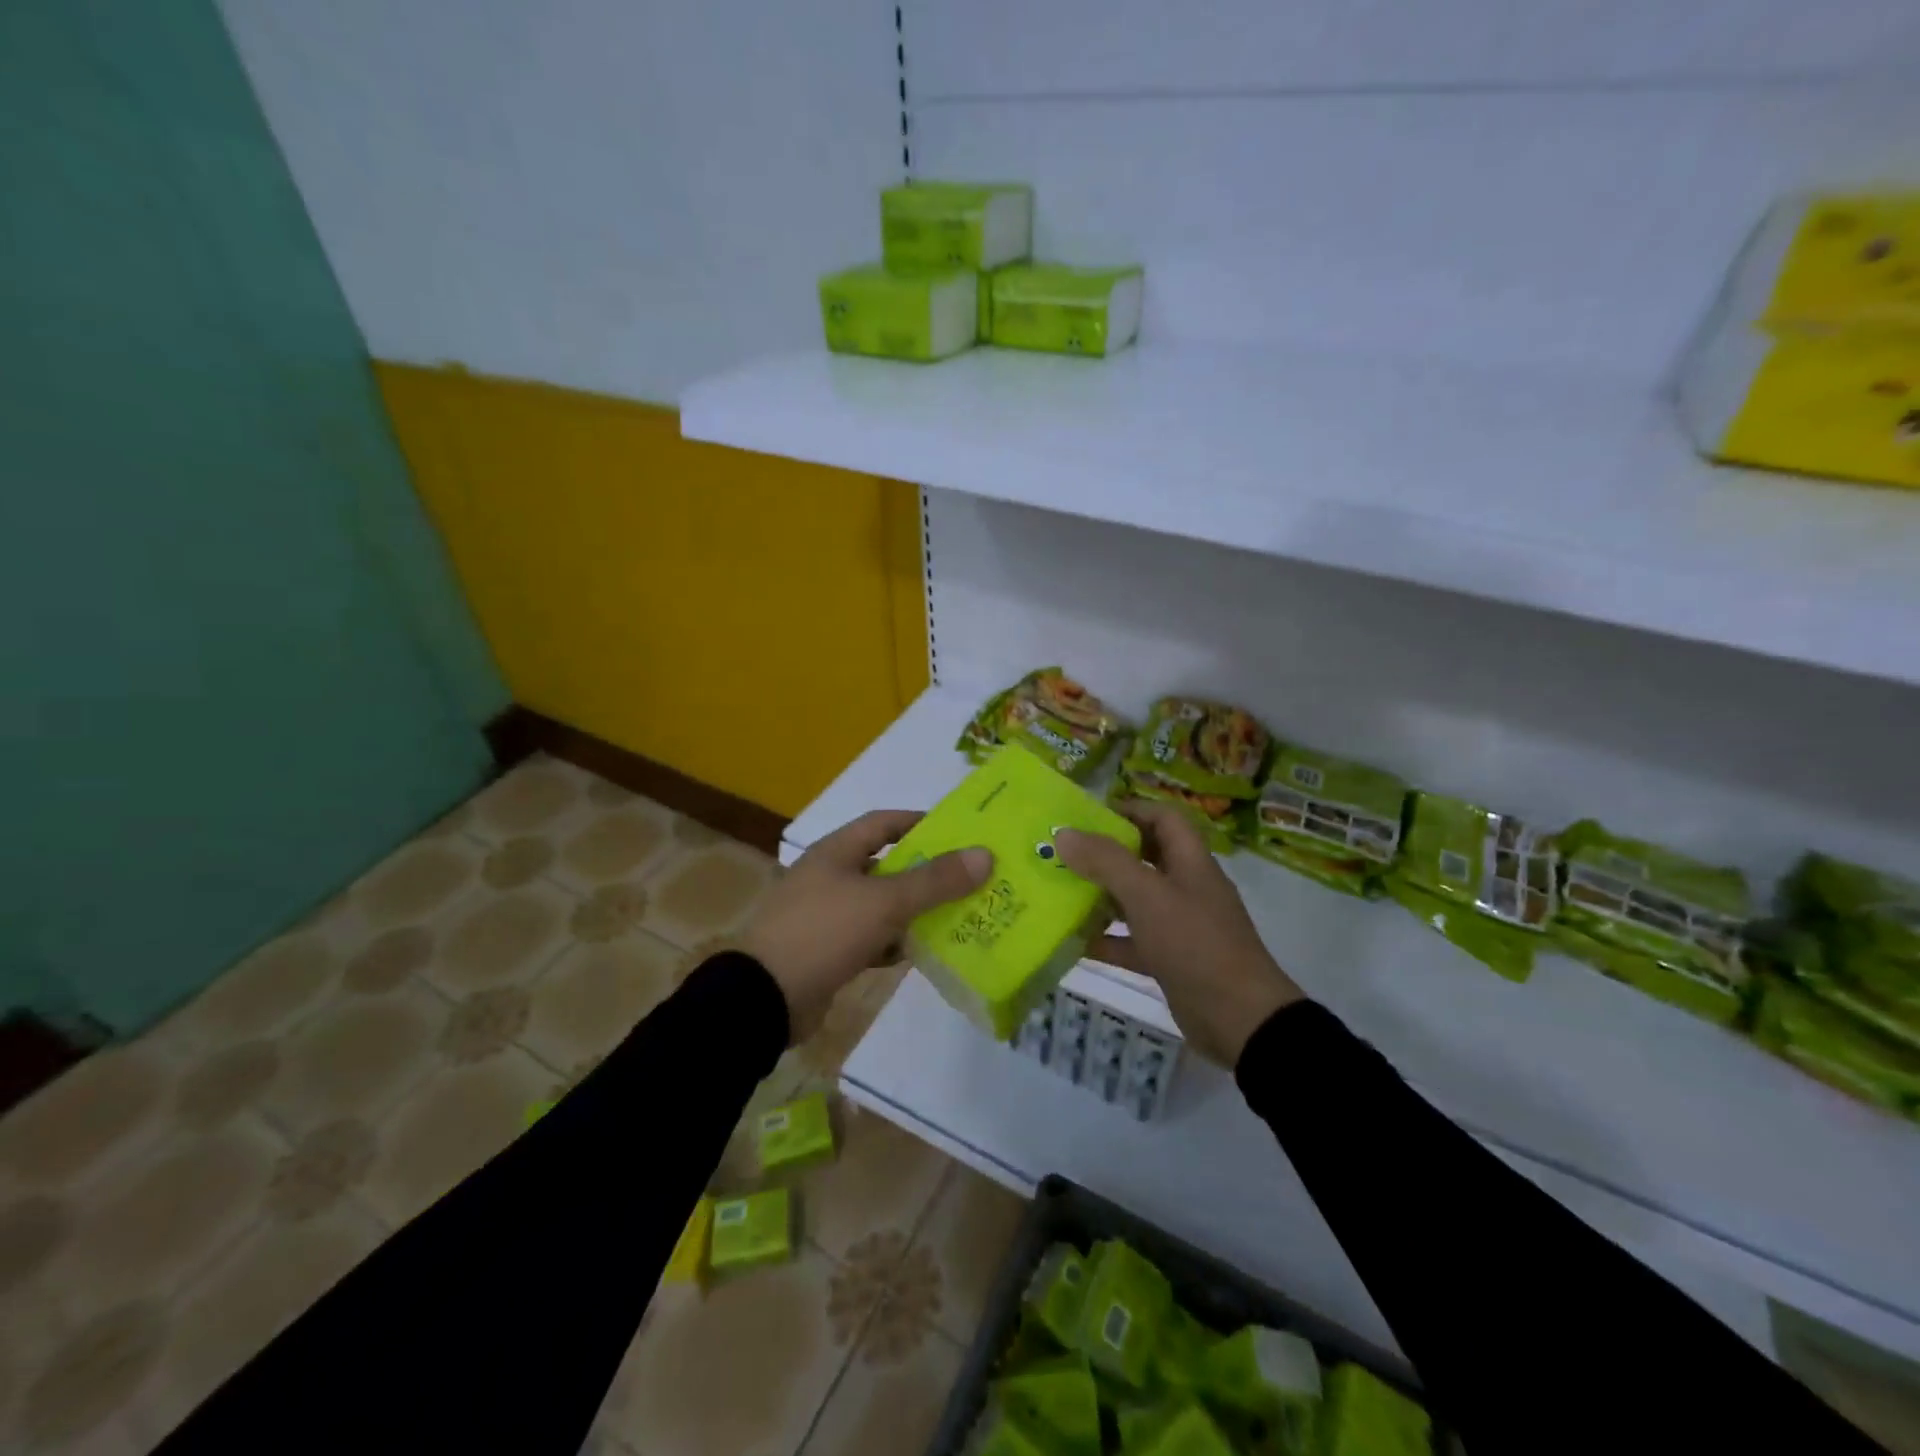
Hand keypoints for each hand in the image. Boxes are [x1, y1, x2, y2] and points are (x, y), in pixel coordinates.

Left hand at [741, 810, 990, 1042]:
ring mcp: (826, 915)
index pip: (884, 822)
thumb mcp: (884, 902)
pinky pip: (870, 937)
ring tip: (958, 915)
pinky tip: (919, 952)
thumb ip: (935, 880)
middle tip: (970, 878)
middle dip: (926, 872)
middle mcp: (830, 876)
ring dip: (914, 910)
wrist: (763, 999)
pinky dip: (893, 942)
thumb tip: (985, 854)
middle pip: (887, 865)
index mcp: (836, 852)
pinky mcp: (827, 951)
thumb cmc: (824, 932)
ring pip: (881, 904)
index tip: (959, 832)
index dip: (920, 822)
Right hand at [1057, 803, 1302, 1065]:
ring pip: (1135, 900)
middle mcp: (1187, 888)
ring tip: (1059, 891)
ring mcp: (1180, 926)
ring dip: (1101, 896)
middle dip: (1105, 853)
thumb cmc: (1196, 945)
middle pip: (1145, 857)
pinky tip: (1073, 941)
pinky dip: (1106, 939)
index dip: (1130, 809)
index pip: (1163, 818)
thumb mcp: (1148, 896)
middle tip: (1063, 853)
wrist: (1240, 1021)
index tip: (1088, 815)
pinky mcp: (1171, 961)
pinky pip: (1132, 941)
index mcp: (1191, 862)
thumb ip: (1106, 862)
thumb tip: (1064, 833)